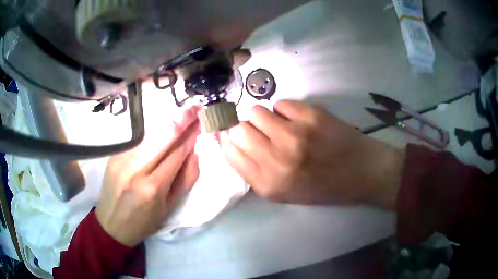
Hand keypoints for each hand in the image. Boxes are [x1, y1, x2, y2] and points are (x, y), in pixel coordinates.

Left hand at [96, 106, 200, 246]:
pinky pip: (138, 138)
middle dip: (183, 118)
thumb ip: (186, 178)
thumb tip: (195, 151)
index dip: (191, 135)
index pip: (177, 152)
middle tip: (196, 107)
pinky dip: (153, 131)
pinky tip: (162, 128)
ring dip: (168, 120)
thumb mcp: (170, 206)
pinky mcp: (114, 154)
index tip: (202, 122)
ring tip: (183, 113)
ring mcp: (122, 158)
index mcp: (153, 187)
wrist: (112, 223)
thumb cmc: (144, 220)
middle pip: (163, 134)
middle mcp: (135, 168)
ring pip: (150, 131)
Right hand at [220, 100, 404, 208]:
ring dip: (264, 117)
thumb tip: (233, 142)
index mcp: (269, 184)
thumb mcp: (284, 192)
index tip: (238, 138)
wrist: (362, 172)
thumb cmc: (323, 186)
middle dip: (245, 129)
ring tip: (280, 125)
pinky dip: (285, 111)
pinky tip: (298, 120)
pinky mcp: (311, 115)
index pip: (230, 152)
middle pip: (238, 129)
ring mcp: (295, 134)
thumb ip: (255, 172)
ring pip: (256, 111)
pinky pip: (280, 103)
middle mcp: (277, 160)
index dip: (231, 141)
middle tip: (261, 133)